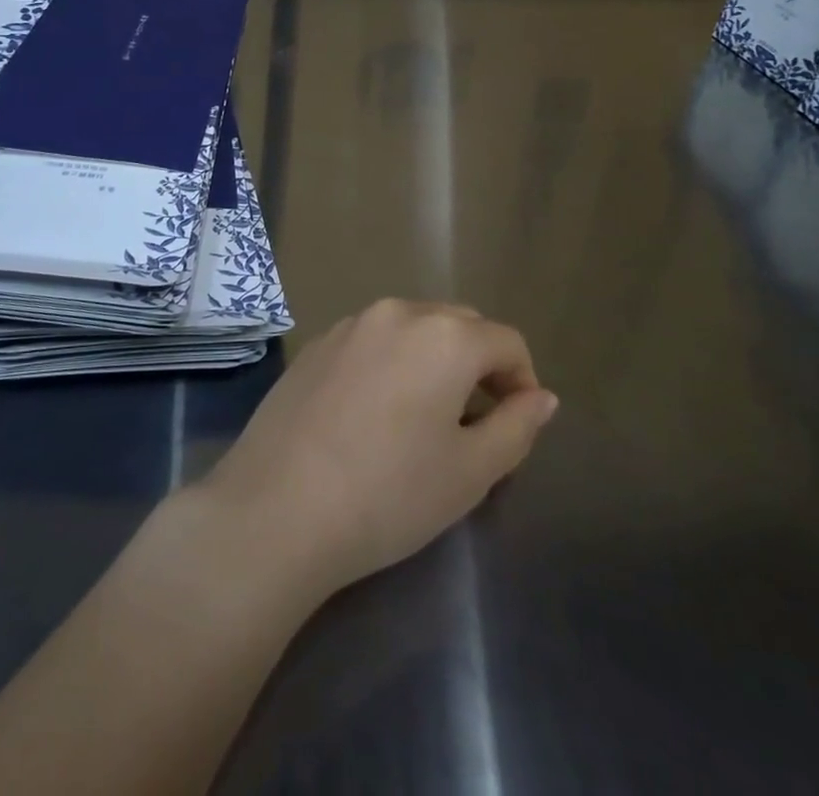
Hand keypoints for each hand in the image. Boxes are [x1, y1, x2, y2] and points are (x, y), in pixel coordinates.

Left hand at [195, 299, 557, 598]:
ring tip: (426, 417)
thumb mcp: (470, 472)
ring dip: (434, 360)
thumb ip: (517, 427)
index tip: (518, 424)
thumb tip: (542, 397)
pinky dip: (392, 362)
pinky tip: (375, 412)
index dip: (523, 381)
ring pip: (413, 328)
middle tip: (477, 422)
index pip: (506, 341)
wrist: (277, 507)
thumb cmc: (389, 493)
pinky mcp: (317, 343)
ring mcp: (351, 323)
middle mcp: (398, 312)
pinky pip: (373, 340)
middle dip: (480, 364)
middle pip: (460, 325)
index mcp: (444, 335)